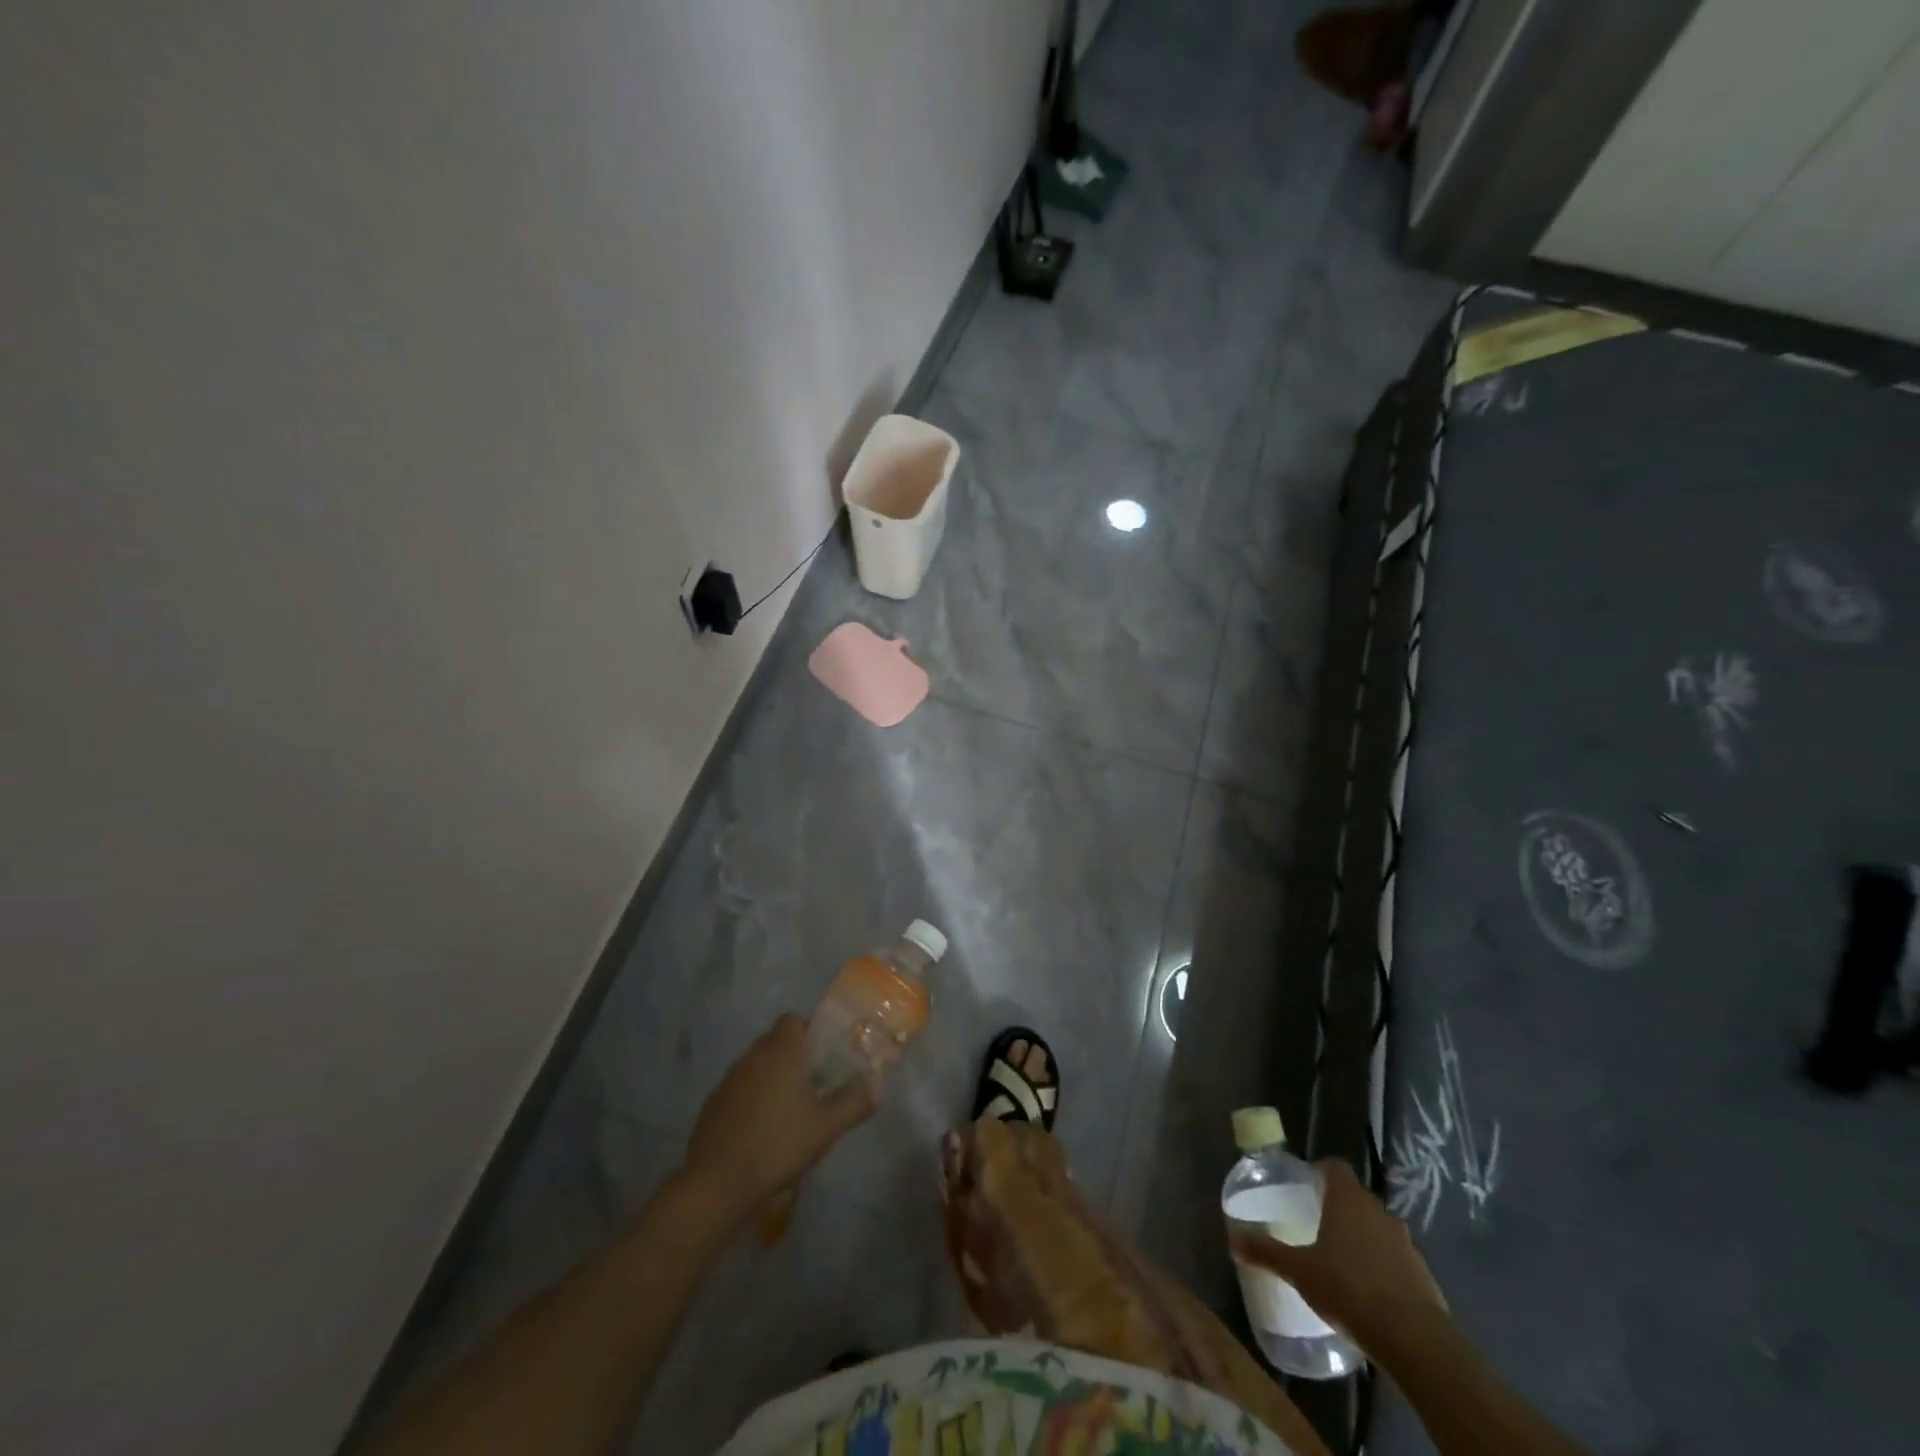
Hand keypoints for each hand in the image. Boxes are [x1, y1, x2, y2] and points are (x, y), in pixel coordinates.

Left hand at [681, 1014, 876, 1219]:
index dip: (810, 1031)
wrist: (718, 1181)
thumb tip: (878, 1084)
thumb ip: (854, 1102)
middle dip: (794, 1056)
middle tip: (814, 1083)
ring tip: (789, 1109)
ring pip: (756, 1064)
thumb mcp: (826, 1127)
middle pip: (775, 1041)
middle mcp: (752, 1056)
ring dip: (772, 1077)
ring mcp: (728, 1079)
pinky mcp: (712, 1104)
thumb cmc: (778, 1144)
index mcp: (781, 1051)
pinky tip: (761, 1129)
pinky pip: (739, 1088)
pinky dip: (751, 1098)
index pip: (793, 1020)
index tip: (824, 1056)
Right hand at [1228, 1158, 1446, 1348]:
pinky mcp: (1424, 1274)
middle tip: (1316, 1225)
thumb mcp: (1298, 1270)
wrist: (1414, 1340)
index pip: (1335, 1167)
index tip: (1306, 1187)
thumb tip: (1233, 1239)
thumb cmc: (1349, 1289)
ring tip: (1341, 1260)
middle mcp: (1378, 1211)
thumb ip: (1266, 1251)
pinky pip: (1396, 1258)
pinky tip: (1368, 1291)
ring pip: (1378, 1227)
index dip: (1320, 1171)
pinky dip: (1382, 1265)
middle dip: (1338, 1207)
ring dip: (1363, 1237)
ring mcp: (1405, 1242)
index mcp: (1348, 1199)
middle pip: (1356, 1196)